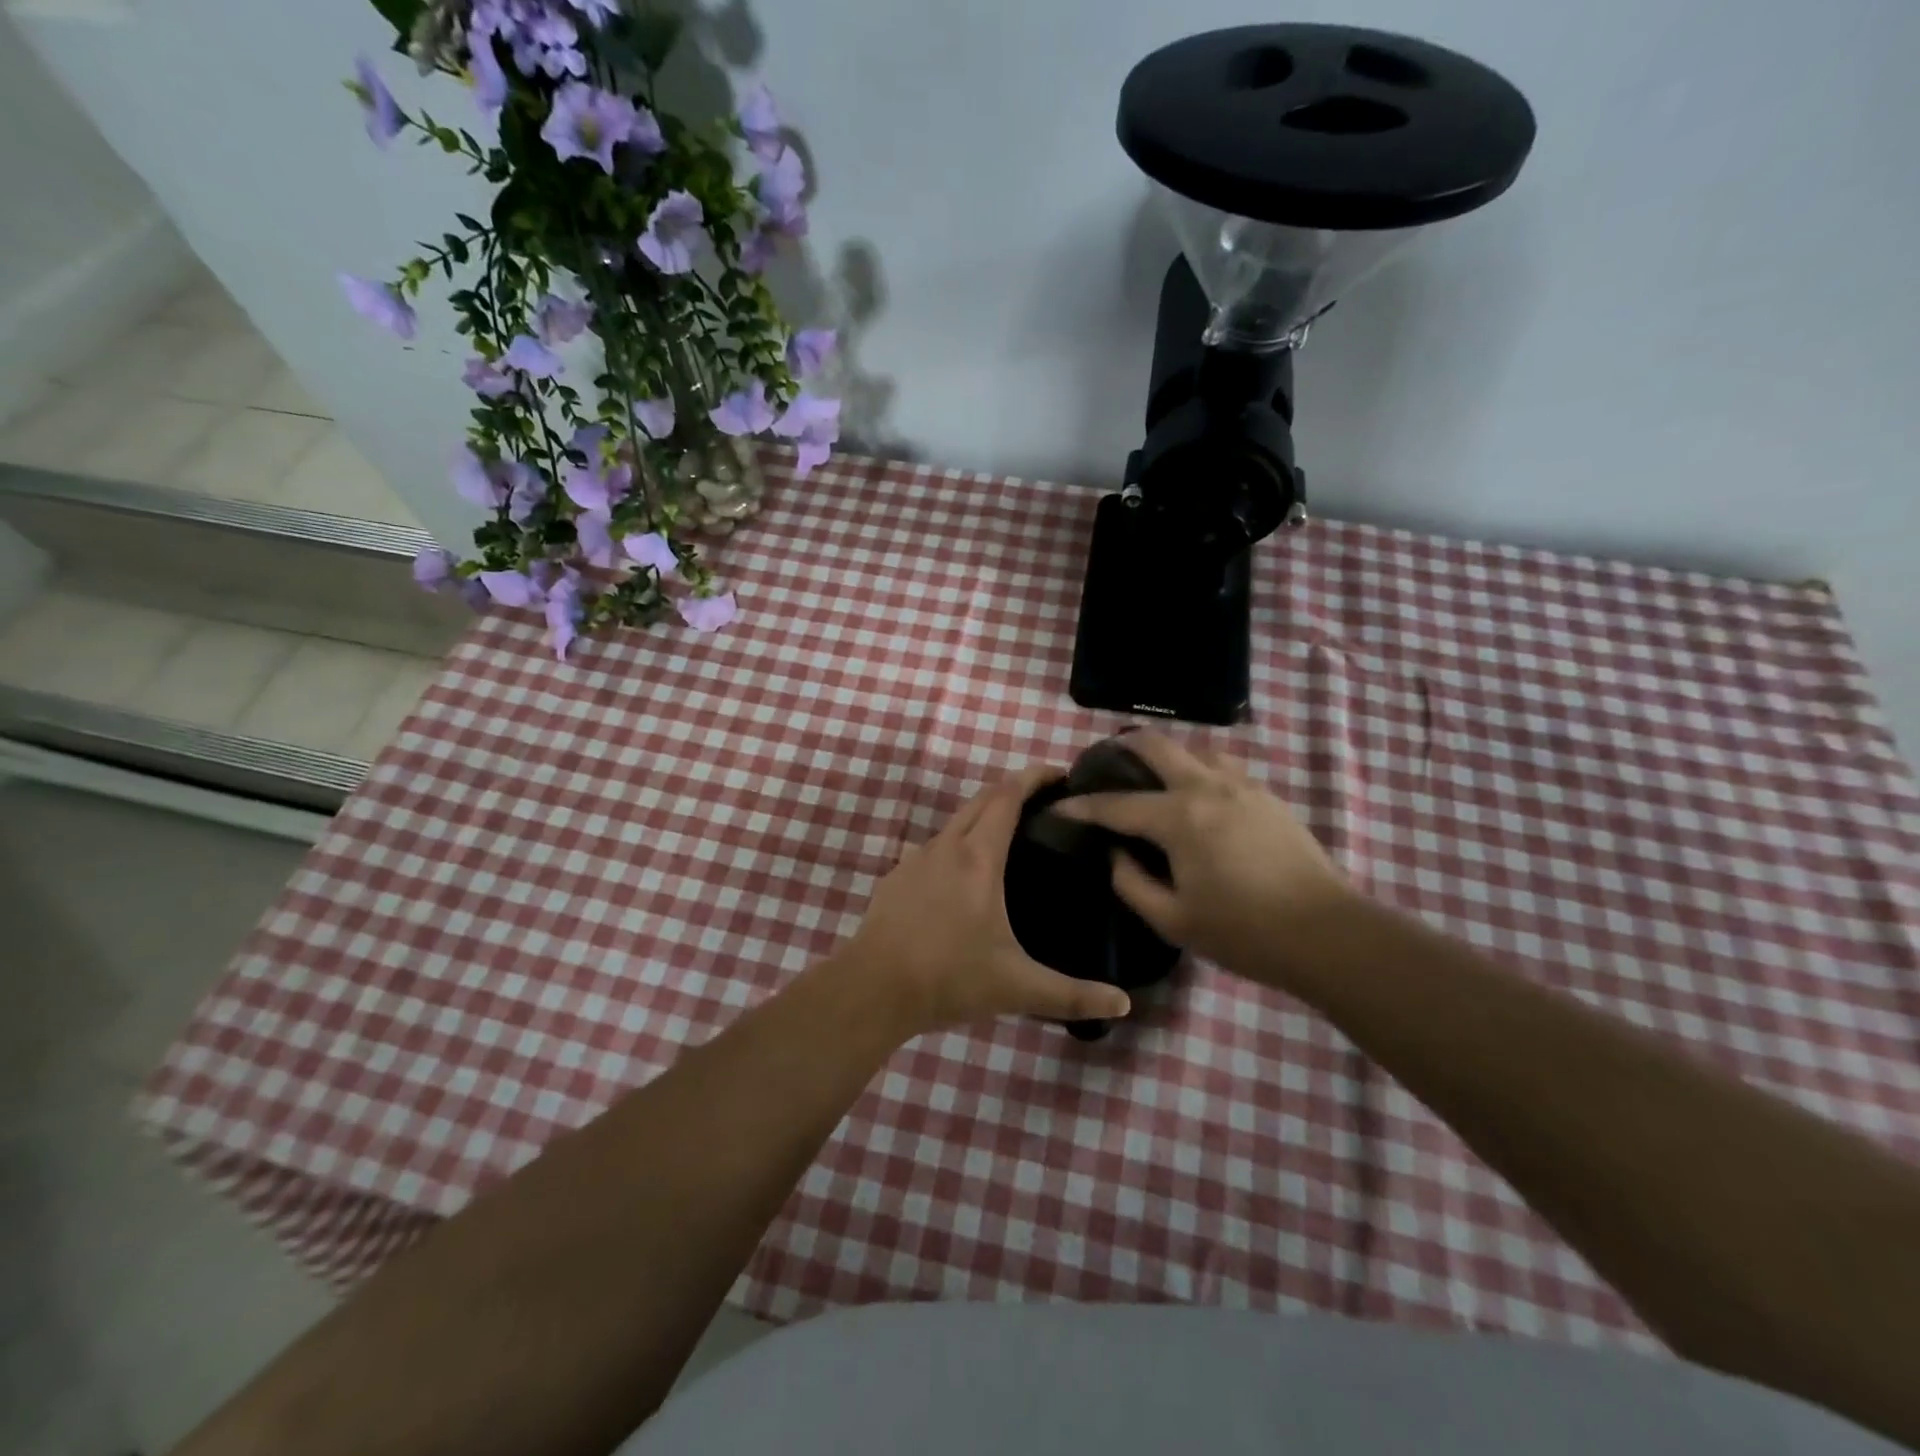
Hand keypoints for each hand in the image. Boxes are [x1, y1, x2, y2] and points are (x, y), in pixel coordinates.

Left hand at [835, 767, 1134, 1034]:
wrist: (872, 990)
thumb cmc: (949, 978)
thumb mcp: (1017, 988)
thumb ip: (1072, 995)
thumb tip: (1123, 1005)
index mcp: (978, 858)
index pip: (1008, 796)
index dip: (1034, 777)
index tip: (1059, 774)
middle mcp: (946, 846)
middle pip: (982, 799)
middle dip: (1013, 789)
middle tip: (1044, 801)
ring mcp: (915, 859)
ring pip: (956, 821)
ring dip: (984, 816)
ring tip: (1011, 836)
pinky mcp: (896, 877)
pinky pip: (935, 847)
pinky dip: (958, 843)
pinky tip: (965, 876)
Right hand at [1055, 732, 1357, 990]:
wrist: (1327, 935)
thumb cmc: (1243, 932)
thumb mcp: (1173, 920)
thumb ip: (1131, 882)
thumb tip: (1115, 853)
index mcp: (1180, 818)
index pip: (1116, 804)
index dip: (1081, 806)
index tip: (1056, 807)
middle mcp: (1208, 788)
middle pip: (1157, 746)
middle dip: (1122, 748)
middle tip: (1102, 763)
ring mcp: (1243, 787)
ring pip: (1195, 750)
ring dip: (1166, 755)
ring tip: (1151, 777)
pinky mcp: (1268, 796)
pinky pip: (1222, 768)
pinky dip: (1197, 771)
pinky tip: (1196, 797)